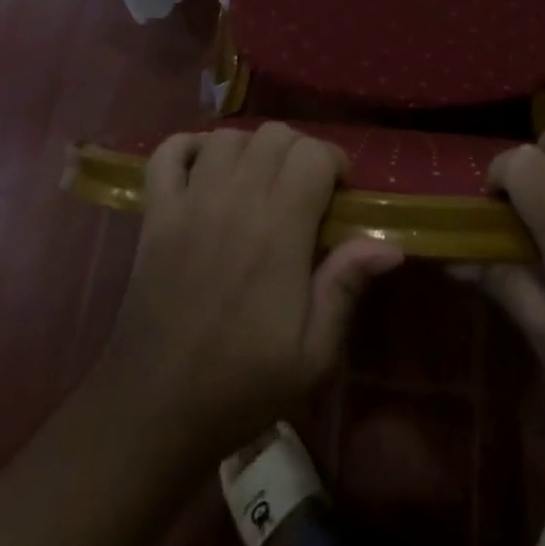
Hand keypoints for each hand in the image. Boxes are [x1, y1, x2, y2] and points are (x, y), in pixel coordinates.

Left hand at [94, 123, 402, 462]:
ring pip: (228, 137)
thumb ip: (345, 286)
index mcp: (278, 230)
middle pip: (274, 135)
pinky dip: (188, 147)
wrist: (155, 410)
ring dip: (252, 148)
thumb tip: (389, 244)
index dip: (335, 162)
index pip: (313, 154)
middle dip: (299, 151)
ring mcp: (189, 202)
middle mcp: (234, 201)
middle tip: (305, 189)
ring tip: (260, 181)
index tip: (340, 193)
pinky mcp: (155, 213)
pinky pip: (167, 152)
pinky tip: (205, 167)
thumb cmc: (242, 384)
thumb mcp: (312, 354)